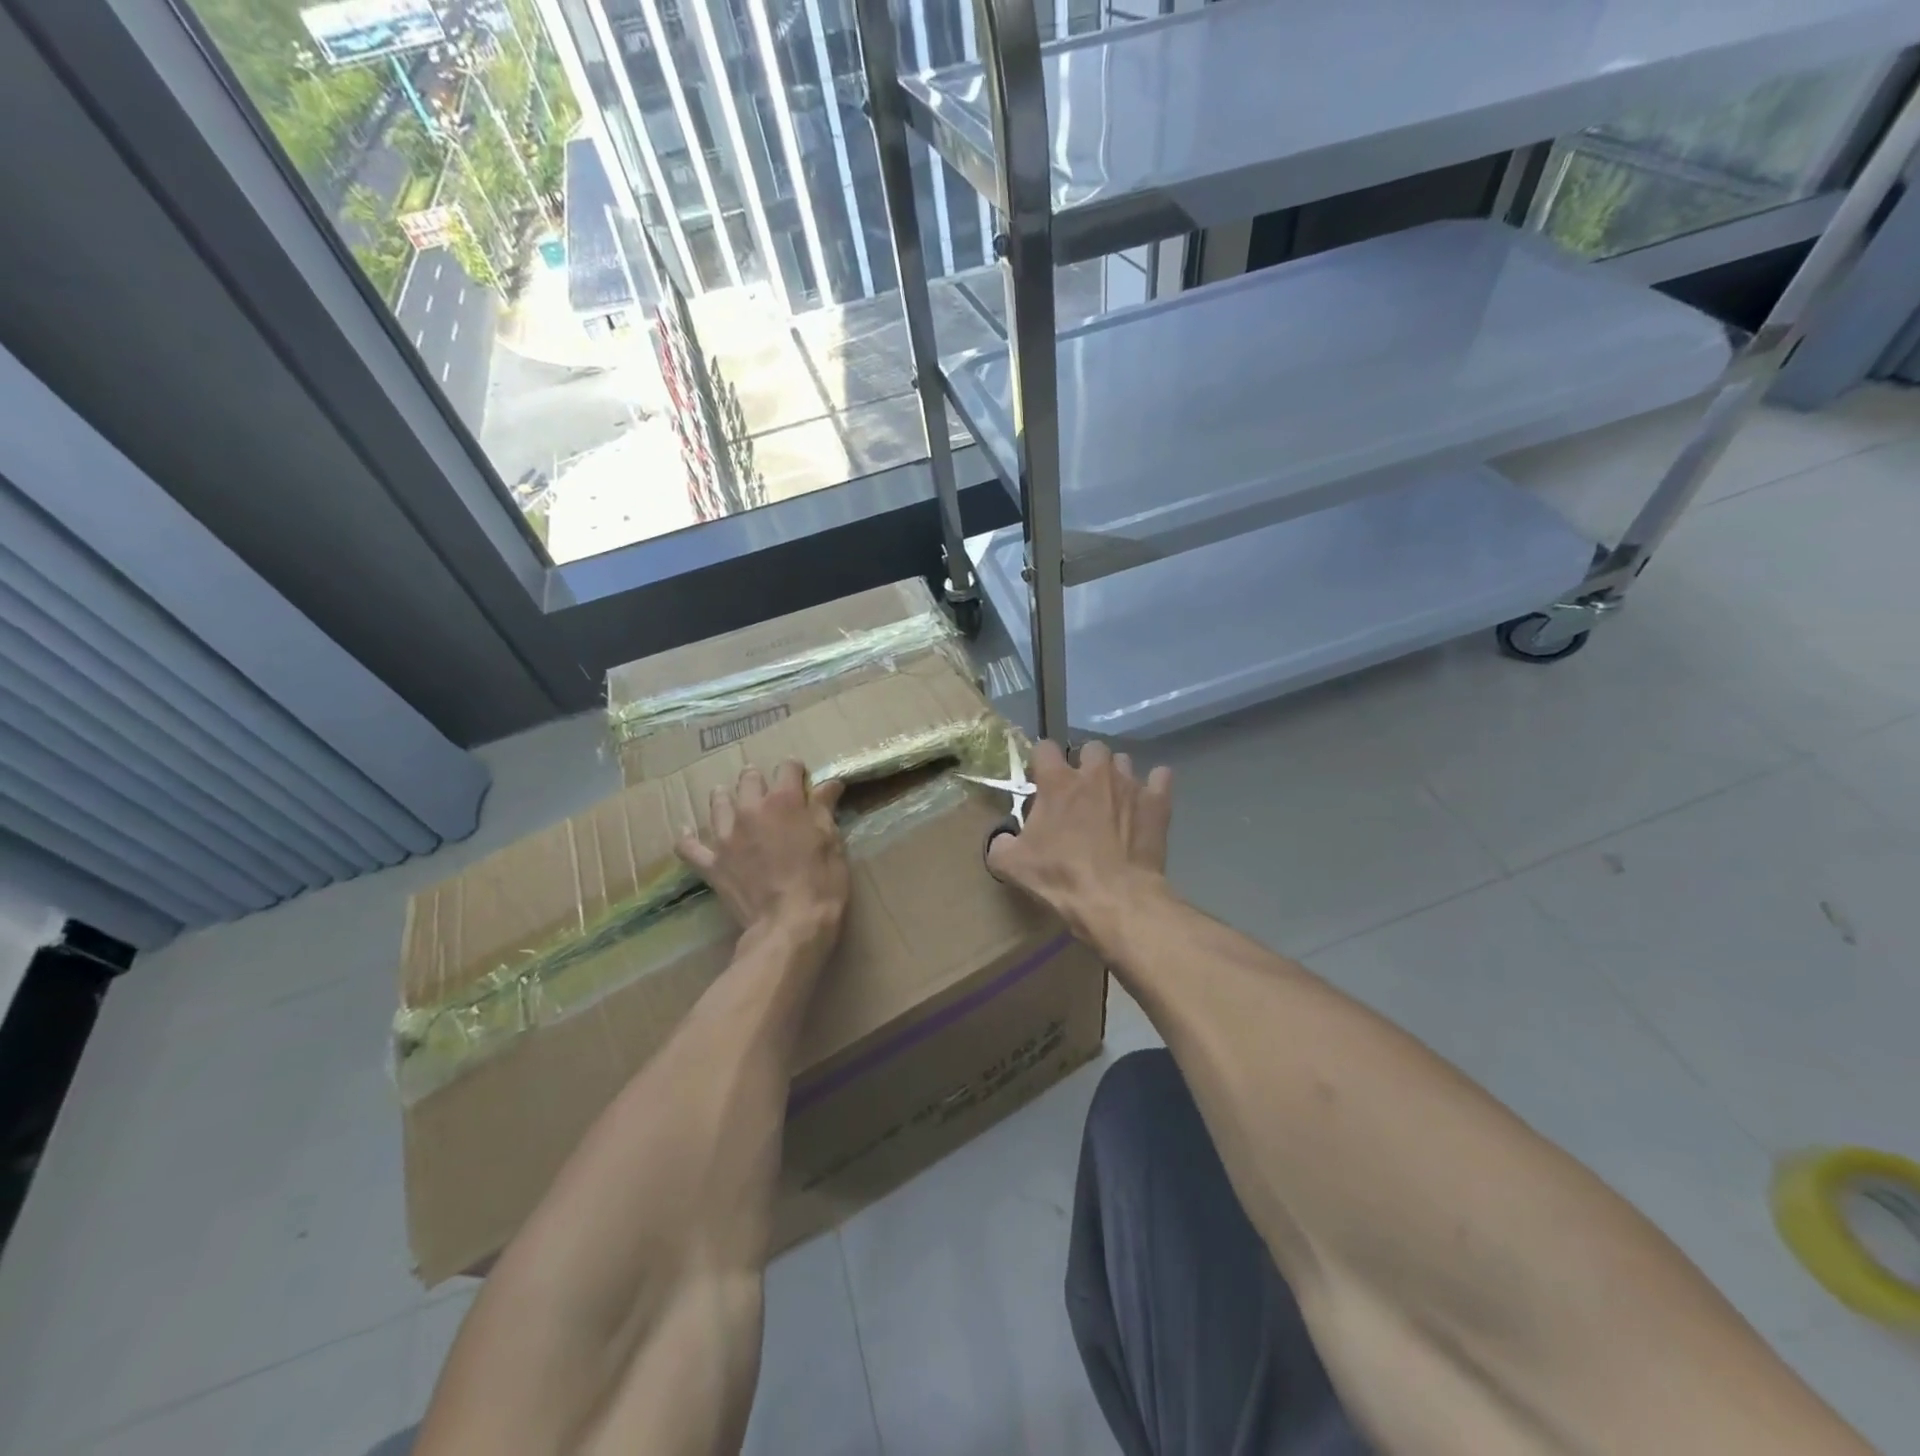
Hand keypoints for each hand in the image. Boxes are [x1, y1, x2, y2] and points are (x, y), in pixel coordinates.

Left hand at [676, 761, 849, 936]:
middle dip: (759, 779)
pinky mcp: (712, 863)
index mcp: (784, 801)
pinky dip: (689, 839)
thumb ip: (824, 808)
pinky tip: (689, 833)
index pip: (787, 767)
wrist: (790, 925)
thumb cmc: (821, 882)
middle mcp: (751, 810)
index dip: (795, 769)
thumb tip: (830, 783)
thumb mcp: (832, 841)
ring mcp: (726, 836)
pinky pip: (689, 846)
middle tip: (767, 790)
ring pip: (718, 803)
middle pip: (749, 779)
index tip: (801, 775)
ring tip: (731, 801)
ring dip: (726, 798)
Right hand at [986, 740, 1172, 937]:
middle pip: (1090, 748)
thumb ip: (1000, 844)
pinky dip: (1153, 786)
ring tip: (1112, 800)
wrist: (1115, 898)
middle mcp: (1095, 773)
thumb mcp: (1012, 865)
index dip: (1041, 762)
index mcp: (1057, 782)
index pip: (1045, 748)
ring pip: (1123, 762)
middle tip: (1079, 792)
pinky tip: (1146, 801)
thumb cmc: (1061, 877)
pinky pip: (1160, 777)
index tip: (1040, 781)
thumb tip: (1003, 839)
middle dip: (1084, 764)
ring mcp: (1129, 785)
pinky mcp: (1157, 803)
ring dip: (1116, 775)